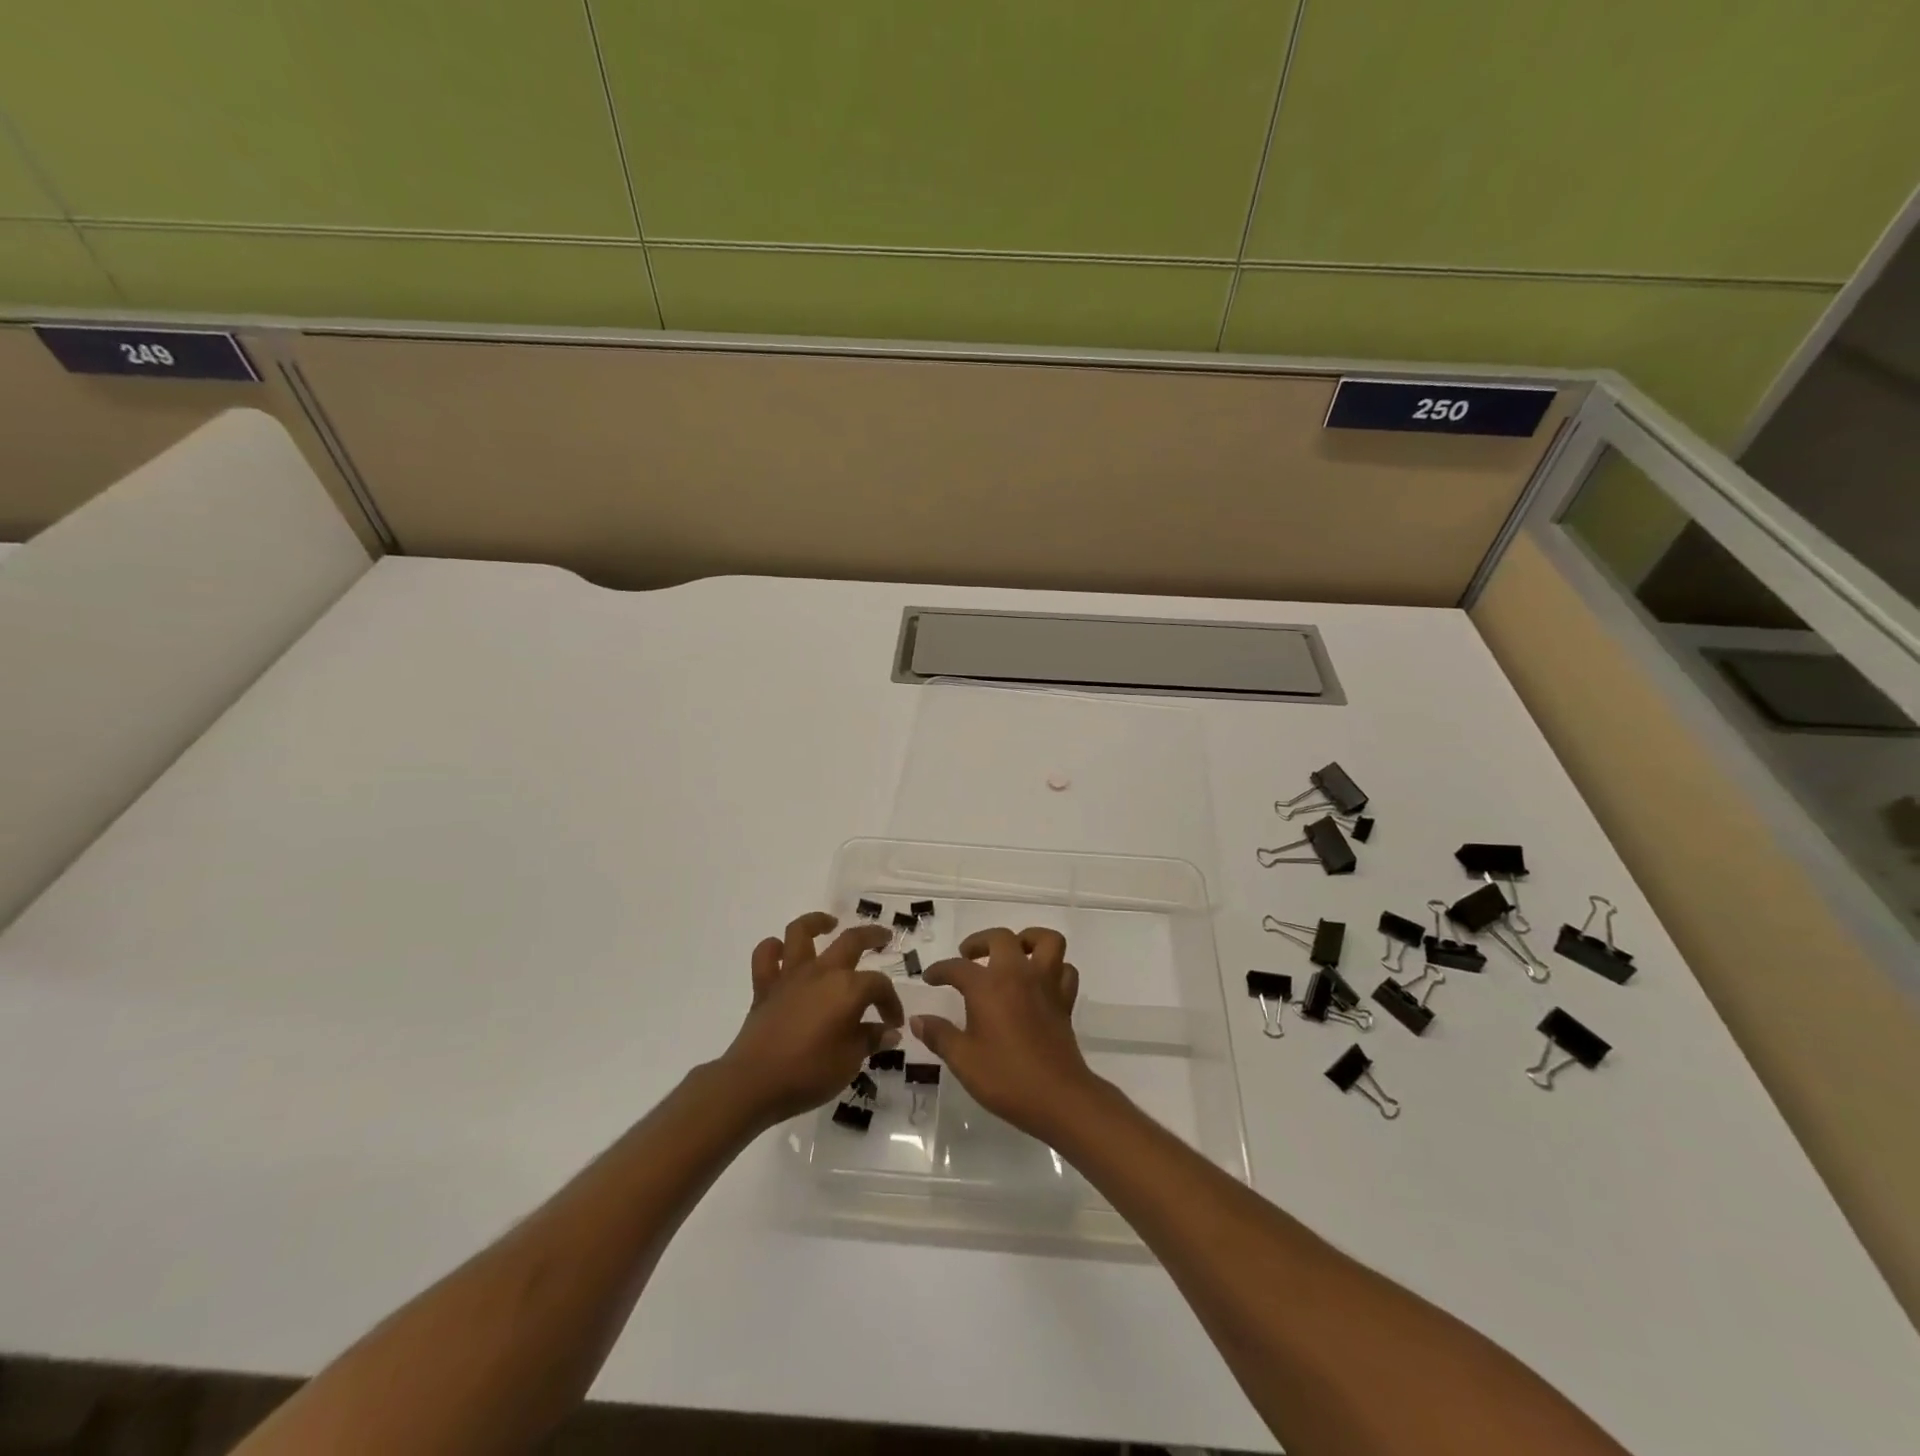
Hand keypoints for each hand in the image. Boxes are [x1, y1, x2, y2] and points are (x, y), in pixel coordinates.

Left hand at [718, 912, 904, 1127]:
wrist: (754, 1083)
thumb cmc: (809, 1073)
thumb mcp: (850, 1061)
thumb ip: (870, 1040)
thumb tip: (889, 1031)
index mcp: (848, 989)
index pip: (879, 985)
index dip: (891, 1002)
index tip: (893, 1023)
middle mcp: (821, 972)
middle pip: (851, 941)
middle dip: (872, 936)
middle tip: (884, 937)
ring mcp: (790, 976)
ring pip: (801, 932)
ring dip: (817, 922)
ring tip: (829, 924)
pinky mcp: (764, 987)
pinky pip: (766, 956)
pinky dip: (774, 949)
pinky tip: (784, 952)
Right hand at [915, 927, 1101, 1139]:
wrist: (1058, 1098)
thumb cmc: (1006, 1078)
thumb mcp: (963, 1060)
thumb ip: (939, 1035)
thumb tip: (917, 1020)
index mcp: (988, 986)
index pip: (957, 967)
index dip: (940, 970)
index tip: (929, 978)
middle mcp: (1018, 975)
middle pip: (1001, 938)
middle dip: (980, 941)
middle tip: (967, 956)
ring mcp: (1046, 984)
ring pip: (1046, 941)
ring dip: (1028, 939)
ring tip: (1013, 952)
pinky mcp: (1065, 1001)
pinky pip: (1065, 970)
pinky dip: (1055, 968)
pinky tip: (1040, 981)